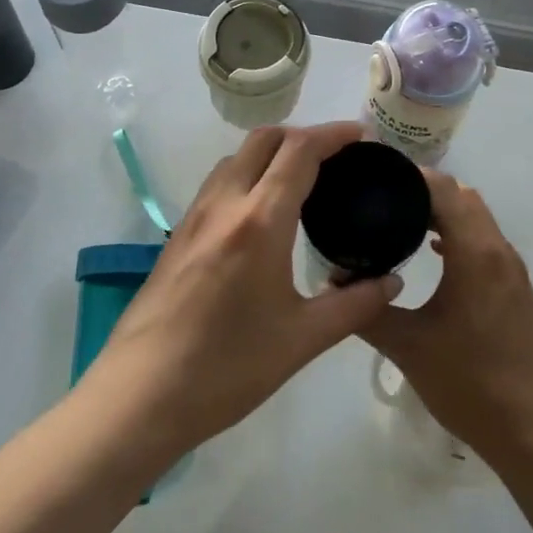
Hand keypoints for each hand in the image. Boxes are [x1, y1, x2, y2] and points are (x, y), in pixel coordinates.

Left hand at [84, 122, 400, 457]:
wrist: (139, 397)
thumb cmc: (227, 368)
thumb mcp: (303, 340)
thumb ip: (354, 304)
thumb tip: (393, 282)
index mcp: (259, 221)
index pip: (299, 151)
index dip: (334, 134)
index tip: (363, 135)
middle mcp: (224, 205)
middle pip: (264, 140)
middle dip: (303, 135)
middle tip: (337, 157)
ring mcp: (194, 217)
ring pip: (236, 158)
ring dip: (272, 152)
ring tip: (303, 180)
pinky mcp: (177, 236)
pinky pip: (218, 183)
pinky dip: (248, 175)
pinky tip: (263, 214)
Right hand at [364, 170, 532, 468]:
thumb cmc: (470, 383)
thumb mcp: (409, 347)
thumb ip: (367, 311)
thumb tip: (333, 284)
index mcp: (475, 252)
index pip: (444, 190)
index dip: (411, 176)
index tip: (376, 176)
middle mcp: (499, 250)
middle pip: (463, 198)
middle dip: (425, 192)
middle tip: (383, 199)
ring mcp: (513, 271)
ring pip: (478, 220)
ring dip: (446, 213)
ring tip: (402, 220)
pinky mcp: (518, 291)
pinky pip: (486, 244)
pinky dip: (460, 236)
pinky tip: (434, 255)